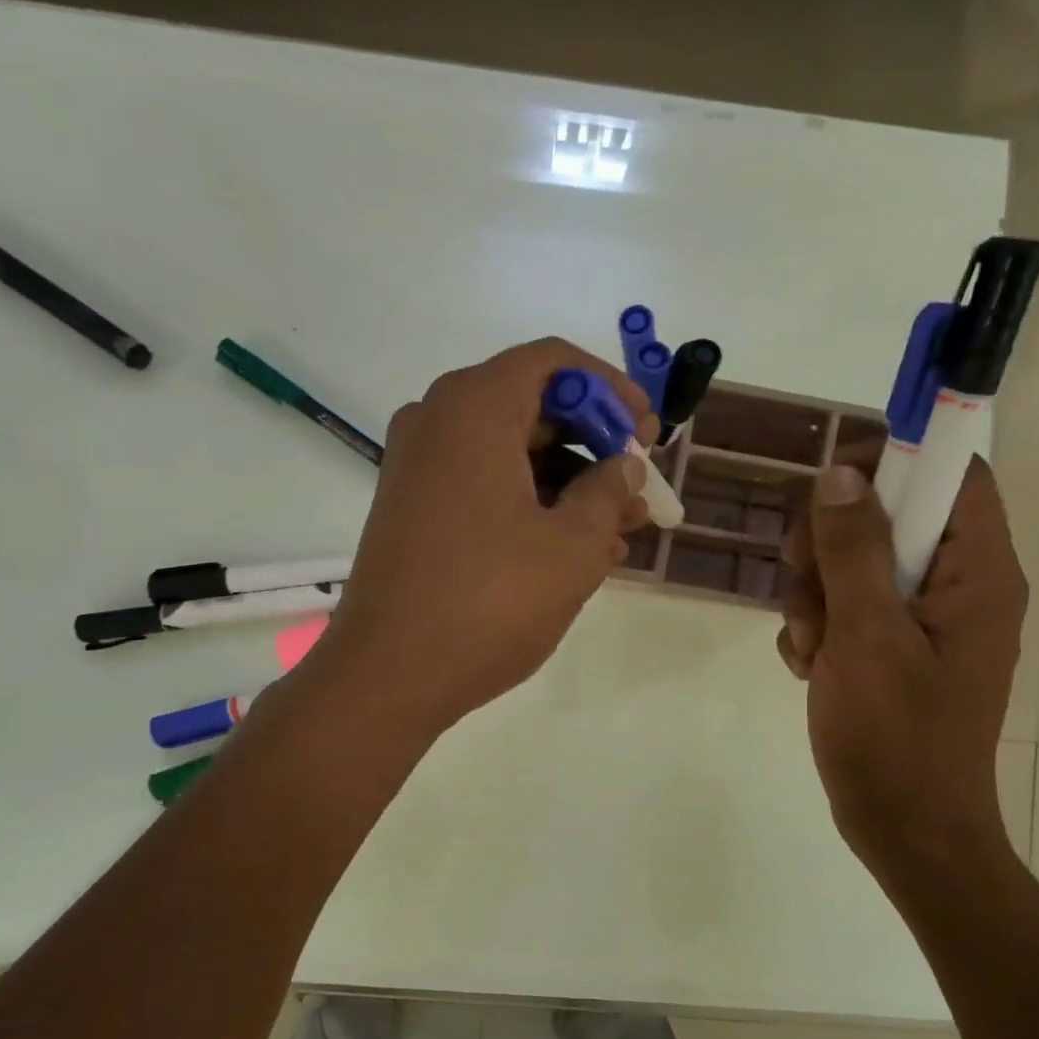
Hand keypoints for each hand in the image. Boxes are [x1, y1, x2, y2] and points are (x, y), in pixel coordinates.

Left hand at [315, 338, 656, 731]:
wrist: (390, 675)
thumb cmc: (490, 601)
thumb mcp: (572, 546)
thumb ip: (609, 493)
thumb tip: (624, 467)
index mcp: (473, 408)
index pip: (555, 364)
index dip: (612, 390)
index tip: (648, 432)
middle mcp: (436, 422)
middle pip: (532, 407)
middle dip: (594, 445)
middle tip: (638, 487)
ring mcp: (417, 468)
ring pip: (510, 453)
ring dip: (568, 484)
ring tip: (619, 531)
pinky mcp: (412, 510)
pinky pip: (483, 487)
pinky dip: (529, 505)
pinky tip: (574, 550)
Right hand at [777, 446, 1027, 889]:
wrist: (905, 830)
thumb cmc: (895, 736)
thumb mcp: (866, 635)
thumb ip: (853, 550)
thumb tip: (841, 474)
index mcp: (977, 574)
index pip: (953, 475)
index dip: (894, 461)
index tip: (828, 485)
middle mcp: (958, 587)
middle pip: (890, 516)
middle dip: (831, 546)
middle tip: (802, 581)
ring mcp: (924, 621)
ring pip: (856, 565)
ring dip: (815, 596)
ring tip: (809, 648)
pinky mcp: (895, 649)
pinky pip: (848, 608)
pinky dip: (820, 629)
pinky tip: (810, 667)